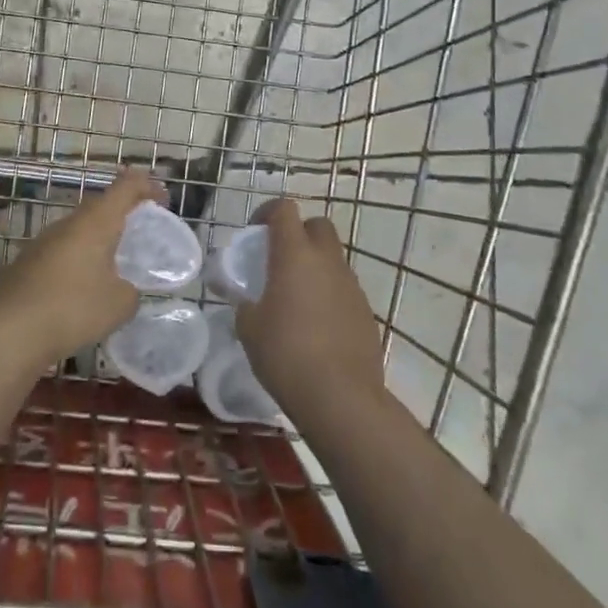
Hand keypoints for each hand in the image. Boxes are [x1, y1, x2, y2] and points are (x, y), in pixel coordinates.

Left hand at [0, 169, 162, 364]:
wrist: (9, 330)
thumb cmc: (73, 308)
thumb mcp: (119, 304)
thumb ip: (131, 291)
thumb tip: (125, 289)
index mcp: (96, 221)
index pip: (126, 186)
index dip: (147, 186)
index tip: (163, 200)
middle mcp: (69, 222)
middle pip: (101, 205)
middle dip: (123, 213)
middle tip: (141, 232)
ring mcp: (44, 240)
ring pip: (79, 228)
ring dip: (99, 238)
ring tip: (114, 263)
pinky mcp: (27, 261)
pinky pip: (63, 250)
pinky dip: (79, 258)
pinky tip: (83, 286)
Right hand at [234, 199, 386, 423]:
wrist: (341, 397)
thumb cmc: (285, 354)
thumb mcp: (249, 328)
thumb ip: (243, 303)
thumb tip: (241, 295)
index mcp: (294, 255)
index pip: (285, 209)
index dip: (268, 212)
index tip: (255, 231)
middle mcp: (327, 261)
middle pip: (317, 225)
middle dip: (299, 233)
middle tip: (279, 260)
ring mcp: (351, 285)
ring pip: (333, 258)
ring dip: (315, 266)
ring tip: (296, 298)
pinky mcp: (366, 311)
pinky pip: (344, 288)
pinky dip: (329, 293)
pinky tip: (316, 325)